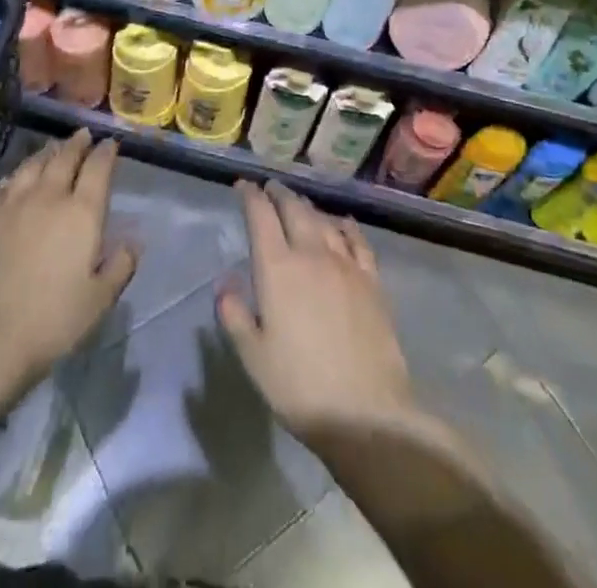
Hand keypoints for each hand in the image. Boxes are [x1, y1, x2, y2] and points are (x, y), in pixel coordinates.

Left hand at [0, 130, 136, 387]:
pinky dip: (16, 175)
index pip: (98, 169)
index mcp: (81, 212)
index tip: (111, 143)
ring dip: (47, 151)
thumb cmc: (51, 320)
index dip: (106, 152)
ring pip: (33, 165)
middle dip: (77, 143)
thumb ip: (120, 266)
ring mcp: (14, 204)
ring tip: (54, 147)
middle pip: (64, 158)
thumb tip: (134, 241)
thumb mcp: (99, 300)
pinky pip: (5, 185)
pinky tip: (16, 177)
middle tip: (84, 134)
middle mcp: (49, 197)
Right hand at [218, 180, 419, 442]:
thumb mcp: (253, 357)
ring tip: (299, 202)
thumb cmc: (299, 386)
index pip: (261, 217)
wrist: (366, 410)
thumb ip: (234, 314)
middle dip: (279, 194)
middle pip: (294, 210)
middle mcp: (311, 254)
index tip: (243, 186)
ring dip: (307, 206)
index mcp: (278, 269)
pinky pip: (357, 241)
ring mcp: (345, 264)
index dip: (250, 196)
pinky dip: (346, 225)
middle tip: (270, 187)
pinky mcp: (371, 280)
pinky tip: (343, 223)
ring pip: (323, 220)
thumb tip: (225, 282)